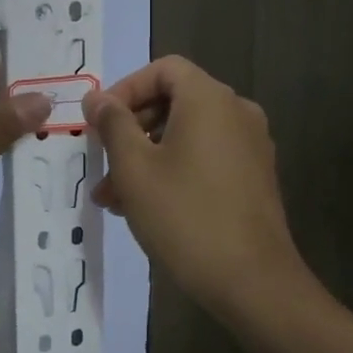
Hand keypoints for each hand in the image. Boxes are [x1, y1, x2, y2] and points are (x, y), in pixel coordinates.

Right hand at [84, 56, 308, 314]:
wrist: (254, 283)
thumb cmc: (186, 216)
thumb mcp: (135, 169)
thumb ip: (113, 124)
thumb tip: (97, 98)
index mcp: (210, 99)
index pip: (163, 69)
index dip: (126, 89)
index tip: (100, 122)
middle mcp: (236, 112)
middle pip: (174, 101)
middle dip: (131, 129)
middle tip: (102, 162)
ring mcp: (250, 146)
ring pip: (186, 134)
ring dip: (146, 156)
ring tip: (113, 197)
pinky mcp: (254, 177)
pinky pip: (206, 157)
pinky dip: (174, 170)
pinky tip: (146, 208)